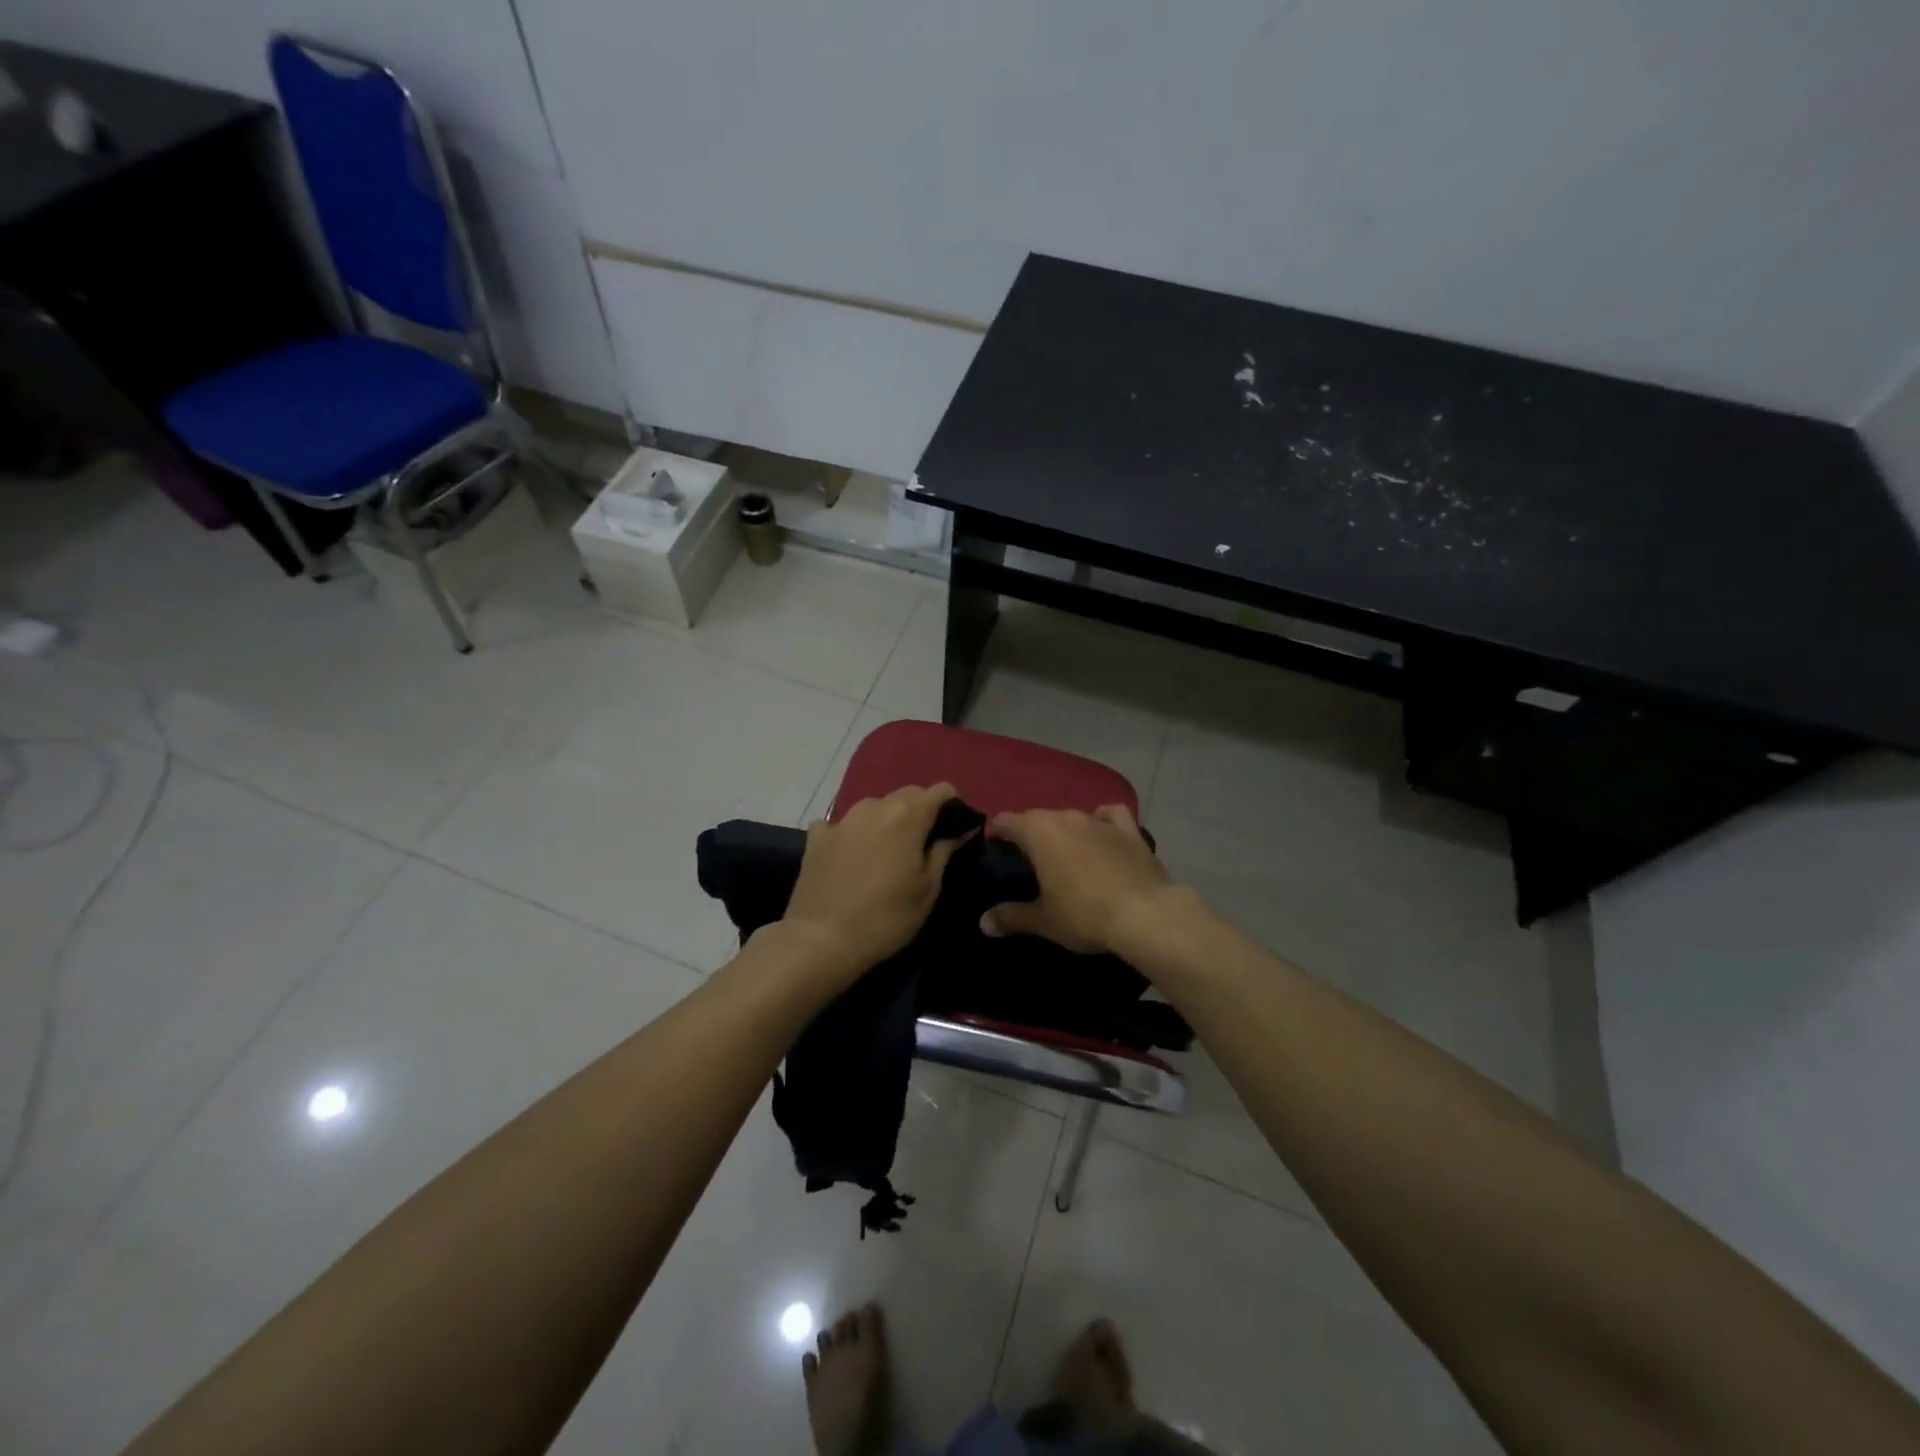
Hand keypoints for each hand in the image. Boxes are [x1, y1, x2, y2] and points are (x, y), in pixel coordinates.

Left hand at [781, 783, 971, 981]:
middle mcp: (875, 806)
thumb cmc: (886, 917)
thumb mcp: (927, 889)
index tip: (955, 830)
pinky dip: (851, 834)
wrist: (821, 939)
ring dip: (886, 821)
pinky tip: (849, 855)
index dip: (953, 807)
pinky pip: (841, 825)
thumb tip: (962, 830)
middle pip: (907, 795)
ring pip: (874, 807)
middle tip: (922, 845)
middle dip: (920, 812)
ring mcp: (842, 820)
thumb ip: (945, 851)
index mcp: (908, 815)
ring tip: (886, 853)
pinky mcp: (816, 837)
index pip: (941, 790)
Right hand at [980, 805, 1173, 953]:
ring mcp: (1099, 821)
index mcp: (1038, 832)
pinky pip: (1110, 816)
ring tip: (1064, 854)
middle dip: (1030, 834)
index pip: (1006, 821)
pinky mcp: (1130, 830)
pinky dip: (1102, 821)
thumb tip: (983, 923)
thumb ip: (1010, 917)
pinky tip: (1102, 833)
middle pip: (1038, 817)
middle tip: (1027, 862)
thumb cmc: (1084, 915)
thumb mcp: (1043, 921)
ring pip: (1072, 817)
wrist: (1146, 914)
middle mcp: (1066, 817)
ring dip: (1064, 831)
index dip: (996, 833)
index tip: (994, 850)